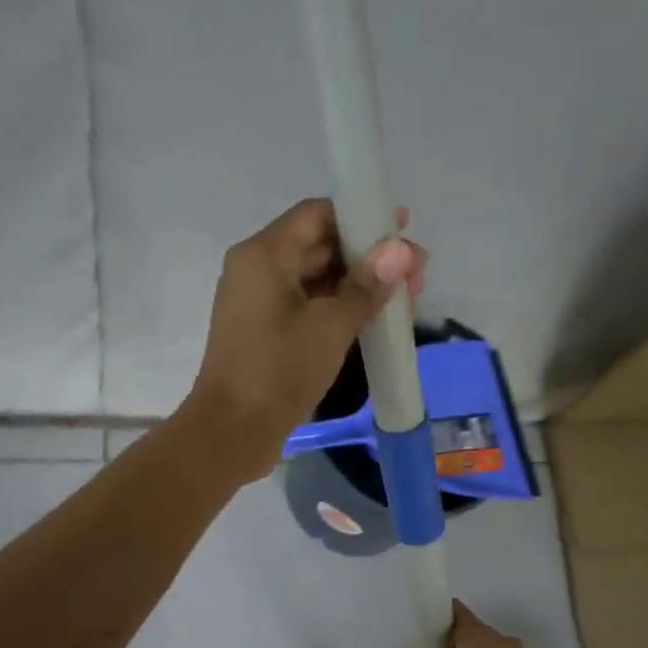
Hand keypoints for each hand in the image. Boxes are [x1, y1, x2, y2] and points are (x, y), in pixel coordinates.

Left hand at [185, 198, 425, 480]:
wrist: (231, 433)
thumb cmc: (278, 372)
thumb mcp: (330, 327)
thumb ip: (367, 286)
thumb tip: (400, 250)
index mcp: (264, 255)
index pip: (317, 214)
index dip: (361, 215)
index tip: (403, 229)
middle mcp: (257, 271)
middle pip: (319, 246)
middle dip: (368, 257)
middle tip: (416, 276)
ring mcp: (259, 305)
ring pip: (315, 280)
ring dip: (357, 287)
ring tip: (404, 302)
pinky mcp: (264, 335)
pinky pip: (306, 308)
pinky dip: (337, 310)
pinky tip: (374, 323)